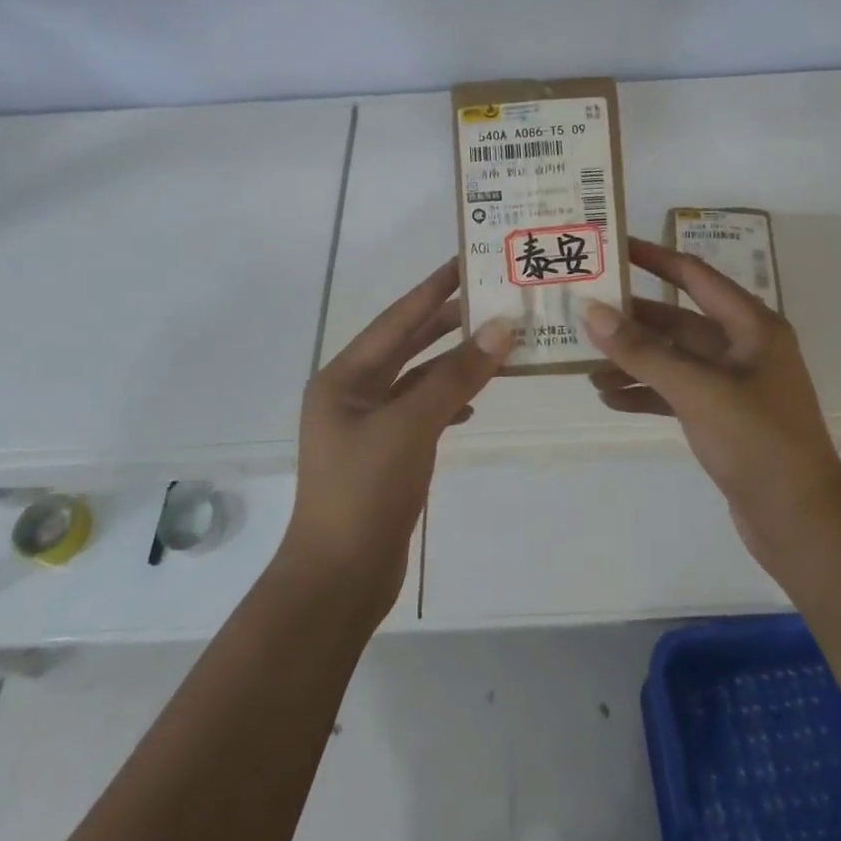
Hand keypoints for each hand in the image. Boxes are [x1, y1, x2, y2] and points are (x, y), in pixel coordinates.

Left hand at [284, 258, 511, 617]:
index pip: (396, 320)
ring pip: (417, 381)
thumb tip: (501, 329)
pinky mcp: (385, 455)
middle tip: (490, 298)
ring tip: (496, 343)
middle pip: (406, 345)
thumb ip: (455, 377)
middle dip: (445, 322)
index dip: (431, 289)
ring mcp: (368, 426)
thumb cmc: (364, 492)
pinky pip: (422, 413)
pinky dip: (448, 403)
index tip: (464, 262)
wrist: (339, 578)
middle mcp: (352, 394)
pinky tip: (476, 403)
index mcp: (344, 378)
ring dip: (453, 364)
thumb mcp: (410, 426)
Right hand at [582, 237, 840, 571]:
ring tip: (588, 370)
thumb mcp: (698, 390)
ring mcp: (734, 386)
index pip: (695, 276)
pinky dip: (646, 394)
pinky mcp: (723, 420)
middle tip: (584, 314)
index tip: (614, 247)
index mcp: (751, 327)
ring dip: (634, 362)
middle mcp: (744, 349)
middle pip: (679, 321)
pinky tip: (611, 400)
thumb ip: (643, 351)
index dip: (655, 258)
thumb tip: (593, 312)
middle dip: (633, 320)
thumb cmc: (757, 442)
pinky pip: (676, 394)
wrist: (801, 522)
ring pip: (674, 360)